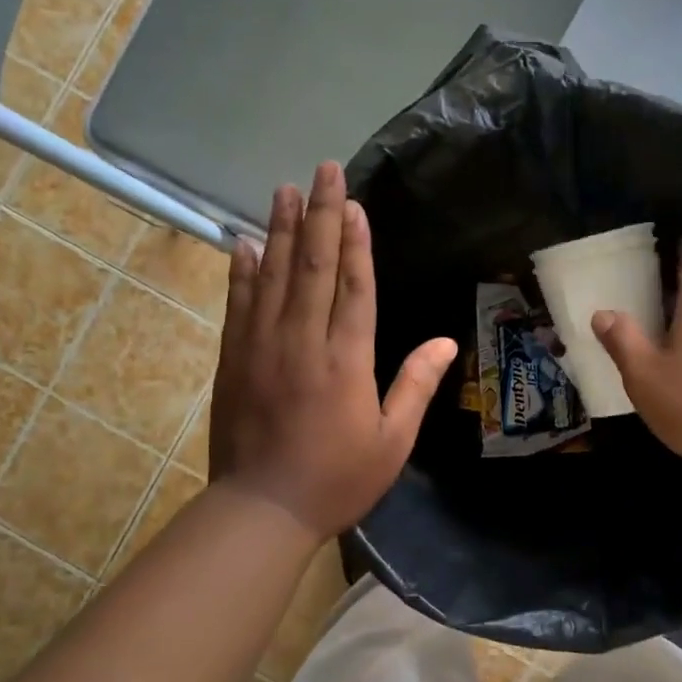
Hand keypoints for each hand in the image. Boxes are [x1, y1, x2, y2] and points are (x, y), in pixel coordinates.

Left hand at [210, 162, 457, 537]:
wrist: (261, 509)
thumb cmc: (336, 479)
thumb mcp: (391, 441)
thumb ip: (415, 386)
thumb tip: (447, 343)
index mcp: (346, 361)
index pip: (353, 287)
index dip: (356, 242)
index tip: (355, 203)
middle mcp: (302, 342)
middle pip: (313, 267)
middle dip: (321, 216)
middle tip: (323, 171)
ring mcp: (261, 347)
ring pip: (273, 276)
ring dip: (282, 230)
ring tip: (286, 190)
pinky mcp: (233, 359)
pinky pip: (239, 304)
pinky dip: (243, 271)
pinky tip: (245, 243)